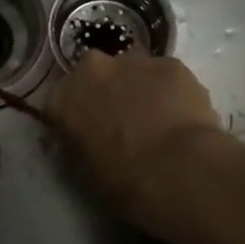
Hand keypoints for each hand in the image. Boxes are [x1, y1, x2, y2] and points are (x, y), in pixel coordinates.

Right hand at [46, 50, 223, 229]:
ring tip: (159, 120)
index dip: (78, 116)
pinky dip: (171, 91)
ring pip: (133, 70)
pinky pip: (166, 76)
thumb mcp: (83, 170)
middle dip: (107, 91)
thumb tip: (88, 137)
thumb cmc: (122, 182)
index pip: (61, 102)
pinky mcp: (171, 63)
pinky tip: (183, 118)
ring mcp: (132, 62)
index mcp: (61, 100)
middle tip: (124, 121)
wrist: (176, 171)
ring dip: (140, 87)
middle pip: (96, 74)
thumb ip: (79, 142)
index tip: (91, 132)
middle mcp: (91, 70)